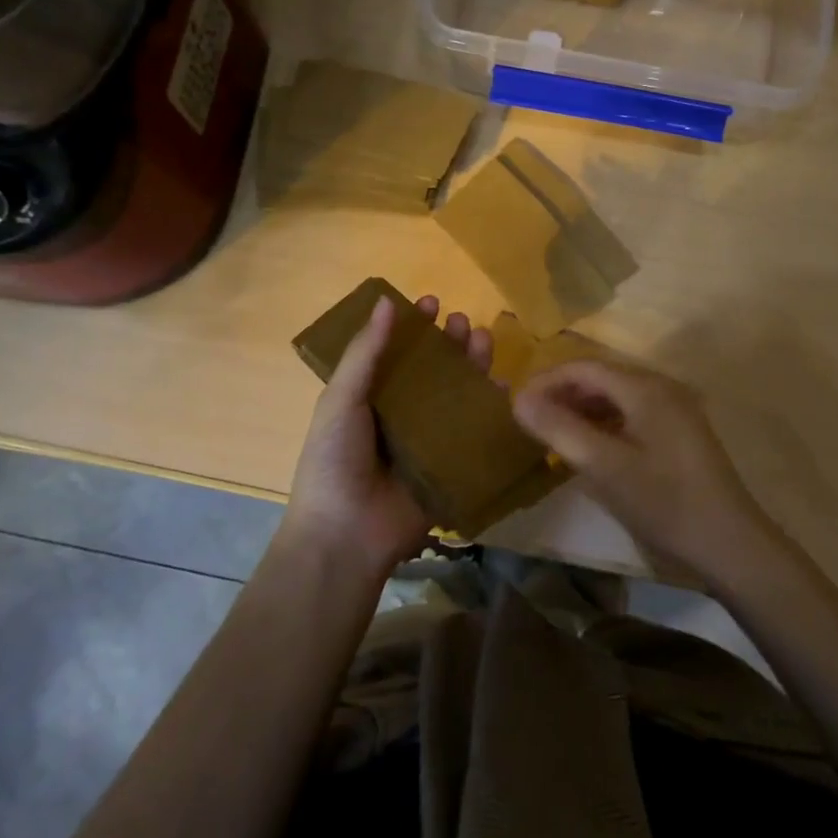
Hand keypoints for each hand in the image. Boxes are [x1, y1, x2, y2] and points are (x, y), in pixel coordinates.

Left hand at [282, 293, 492, 578]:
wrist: (346, 535)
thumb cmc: (334, 461)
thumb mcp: (340, 401)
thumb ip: (365, 353)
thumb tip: (386, 301)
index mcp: (371, 398)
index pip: (397, 353)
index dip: (413, 327)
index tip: (431, 302)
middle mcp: (402, 414)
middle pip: (433, 370)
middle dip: (449, 343)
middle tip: (462, 322)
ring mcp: (429, 440)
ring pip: (457, 395)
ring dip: (472, 366)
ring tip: (483, 340)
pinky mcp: (452, 465)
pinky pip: (474, 432)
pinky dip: (490, 408)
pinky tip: (502, 386)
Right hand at [512, 359, 776, 584]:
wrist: (729, 543)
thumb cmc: (663, 501)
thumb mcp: (603, 467)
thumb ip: (559, 429)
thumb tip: (518, 399)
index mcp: (644, 387)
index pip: (583, 367)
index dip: (546, 381)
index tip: (516, 404)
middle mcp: (661, 387)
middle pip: (601, 378)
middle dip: (563, 394)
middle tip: (531, 421)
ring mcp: (675, 409)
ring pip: (617, 397)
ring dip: (583, 410)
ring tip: (554, 435)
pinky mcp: (681, 432)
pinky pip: (633, 414)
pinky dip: (605, 424)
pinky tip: (591, 448)